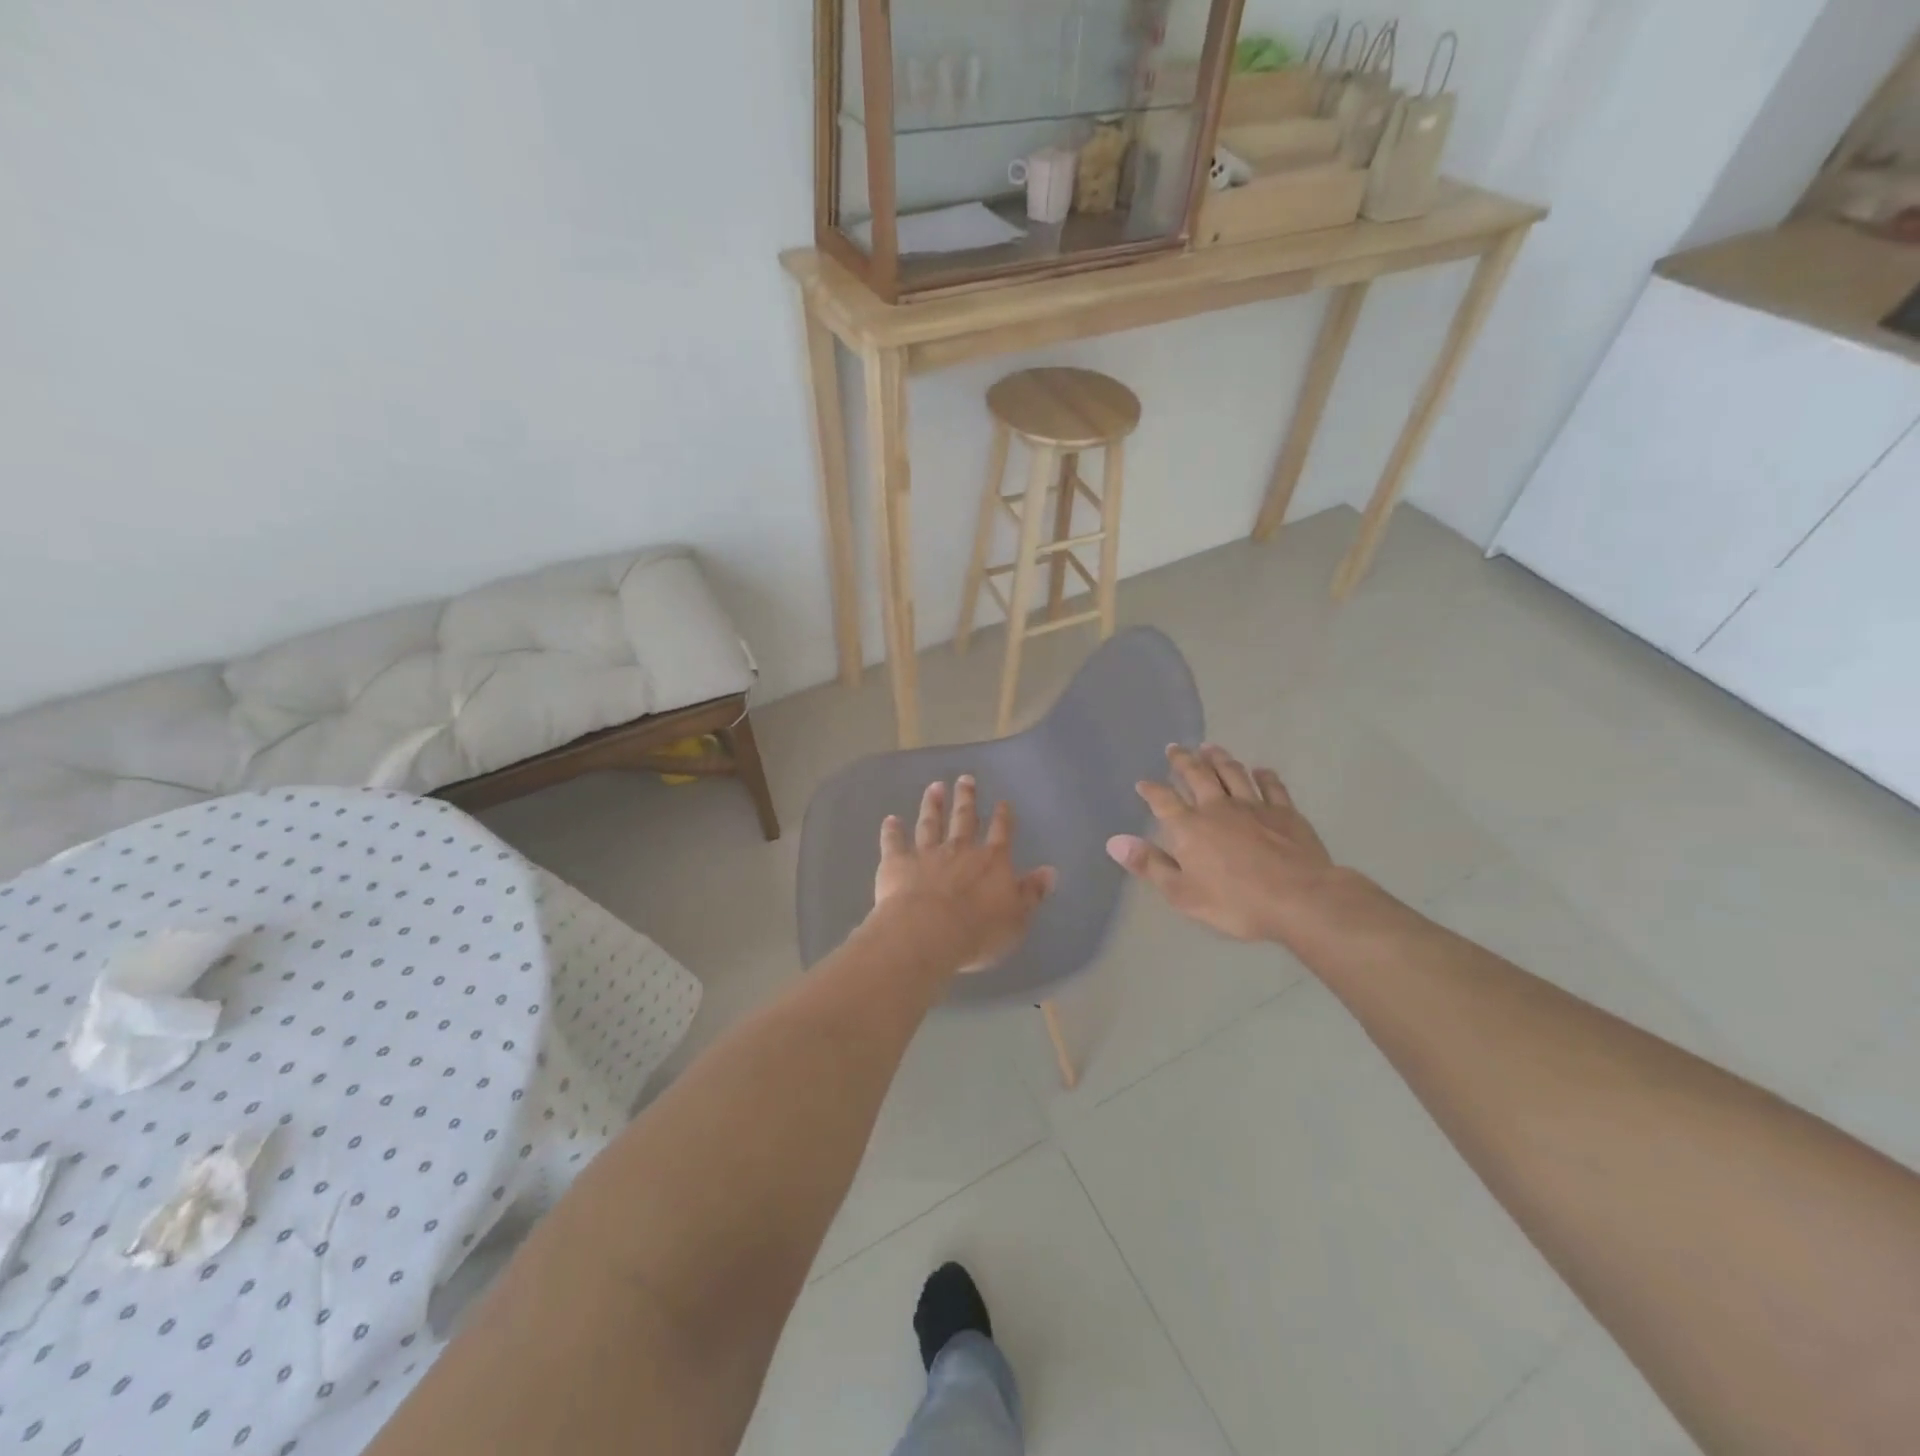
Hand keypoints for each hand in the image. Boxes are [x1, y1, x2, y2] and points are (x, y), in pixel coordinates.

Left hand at [872, 776, 1056, 973]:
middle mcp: (960, 850)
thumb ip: (1031, 893)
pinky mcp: (897, 863)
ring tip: (934, 787)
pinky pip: (894, 842)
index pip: (1000, 833)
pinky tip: (890, 819)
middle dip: (966, 799)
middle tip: (965, 778)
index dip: (1003, 817)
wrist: (927, 932)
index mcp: (991, 862)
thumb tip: (1050, 871)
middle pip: (964, 819)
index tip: (1002, 802)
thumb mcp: (1016, 918)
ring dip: (932, 805)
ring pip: (931, 824)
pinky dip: (892, 830)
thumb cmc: (978, 932)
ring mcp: (927, 854)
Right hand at [1106, 743, 1340, 944]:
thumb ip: (1149, 864)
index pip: (1163, 801)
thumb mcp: (1182, 893)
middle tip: (1175, 748)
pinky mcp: (1285, 812)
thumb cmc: (1235, 902)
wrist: (1299, 899)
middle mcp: (1218, 808)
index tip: (1143, 782)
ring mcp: (1254, 806)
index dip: (1151, 790)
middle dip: (1183, 761)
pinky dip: (1264, 776)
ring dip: (1219, 759)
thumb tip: (1115, 841)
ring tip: (1210, 747)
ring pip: (1232, 773)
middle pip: (1197, 775)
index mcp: (1189, 827)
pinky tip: (1260, 770)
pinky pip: (1272, 787)